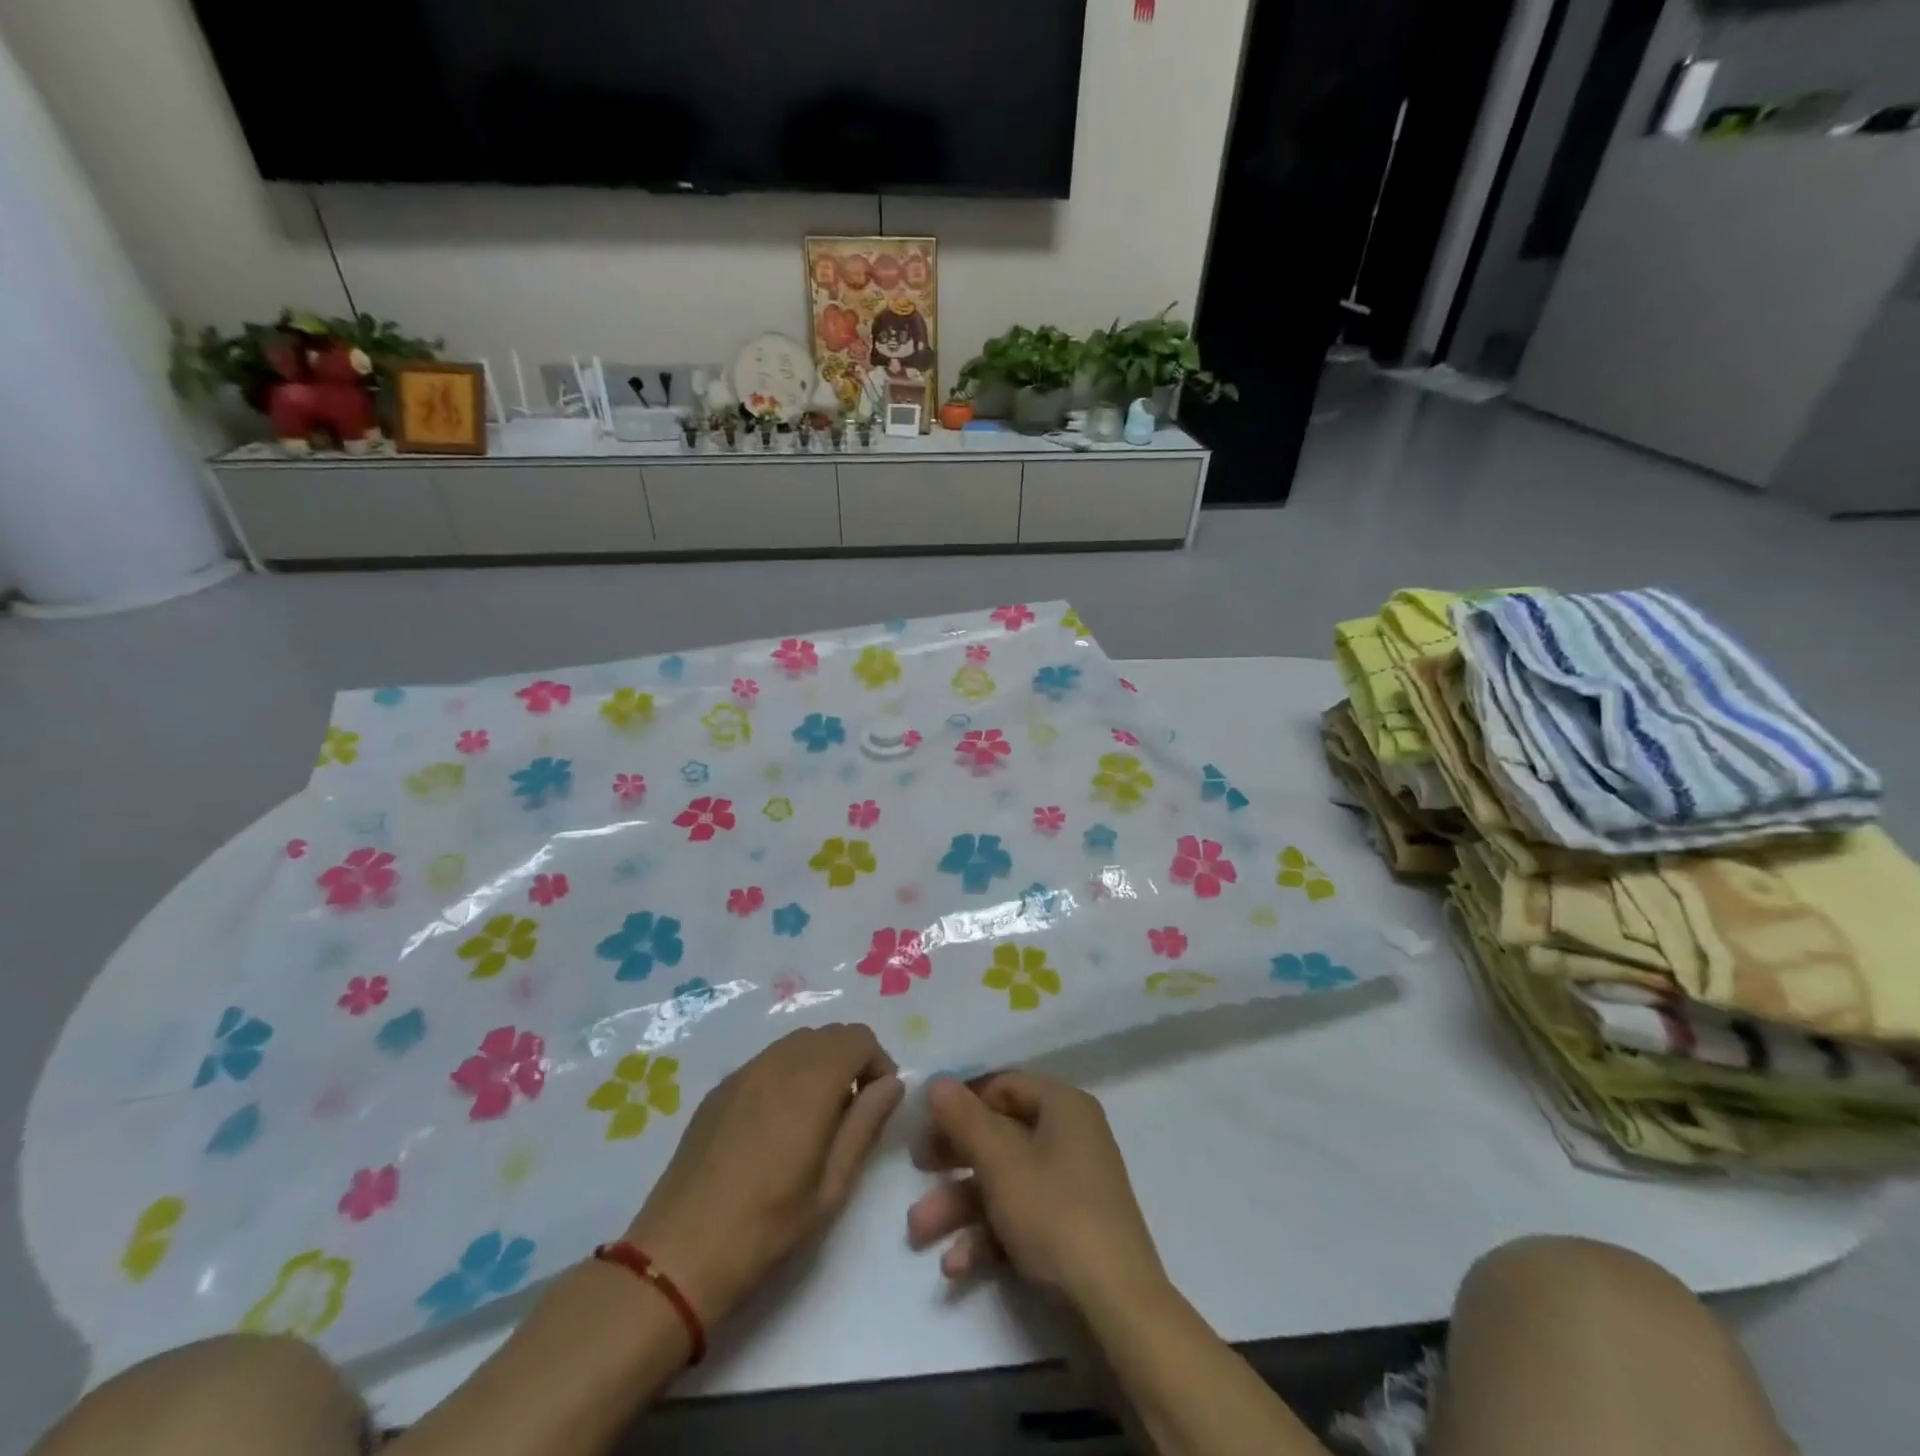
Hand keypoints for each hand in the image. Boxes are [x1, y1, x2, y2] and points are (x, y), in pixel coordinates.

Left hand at [625, 1024, 901, 1325]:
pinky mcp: (720, 1088)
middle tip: (851, 1114)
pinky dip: (788, 1074)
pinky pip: (768, 1061)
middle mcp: (778, 1062)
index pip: (858, 1037)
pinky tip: (777, 1124)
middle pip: (829, 1034)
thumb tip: (892, 1083)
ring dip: (819, 1065)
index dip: (878, 1063)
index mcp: (810, 1082)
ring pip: (797, 1044)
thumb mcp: (832, 1185)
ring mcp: (744, 1072)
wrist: (679, 1255)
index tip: (878, 1104)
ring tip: (816, 1119)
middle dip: (851, 1061)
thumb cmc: (767, 1227)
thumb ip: (866, 1124)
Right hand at [906, 1072, 1166, 1312]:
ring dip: (960, 1205)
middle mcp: (1069, 1137)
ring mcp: (1071, 1185)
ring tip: (919, 1232)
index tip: (926, 1122)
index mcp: (1062, 1106)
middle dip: (953, 1159)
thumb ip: (964, 1119)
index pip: (1004, 1085)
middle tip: (917, 1168)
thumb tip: (938, 1080)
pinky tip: (956, 1265)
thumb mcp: (1001, 1162)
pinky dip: (988, 1235)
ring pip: (1004, 1181)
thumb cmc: (1055, 1213)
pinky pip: (1020, 1217)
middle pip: (1000, 1135)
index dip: (963, 1101)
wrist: (1116, 1304)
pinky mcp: (1069, 1229)